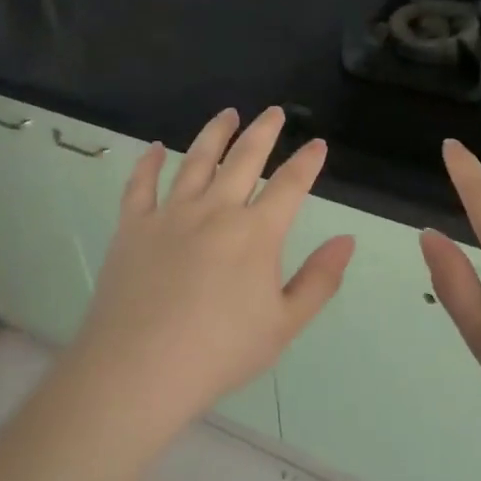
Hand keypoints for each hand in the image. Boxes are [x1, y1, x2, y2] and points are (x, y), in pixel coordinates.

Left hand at [66, 106, 355, 437]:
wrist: (140, 368)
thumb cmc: (220, 352)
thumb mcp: (283, 325)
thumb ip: (319, 280)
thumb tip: (347, 240)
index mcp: (256, 232)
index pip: (290, 184)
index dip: (306, 161)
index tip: (317, 144)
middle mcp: (215, 209)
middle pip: (244, 158)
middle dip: (263, 131)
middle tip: (273, 112)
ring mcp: (171, 213)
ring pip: (196, 159)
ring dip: (215, 133)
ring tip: (227, 113)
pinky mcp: (133, 225)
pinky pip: (141, 184)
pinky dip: (148, 162)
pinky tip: (154, 147)